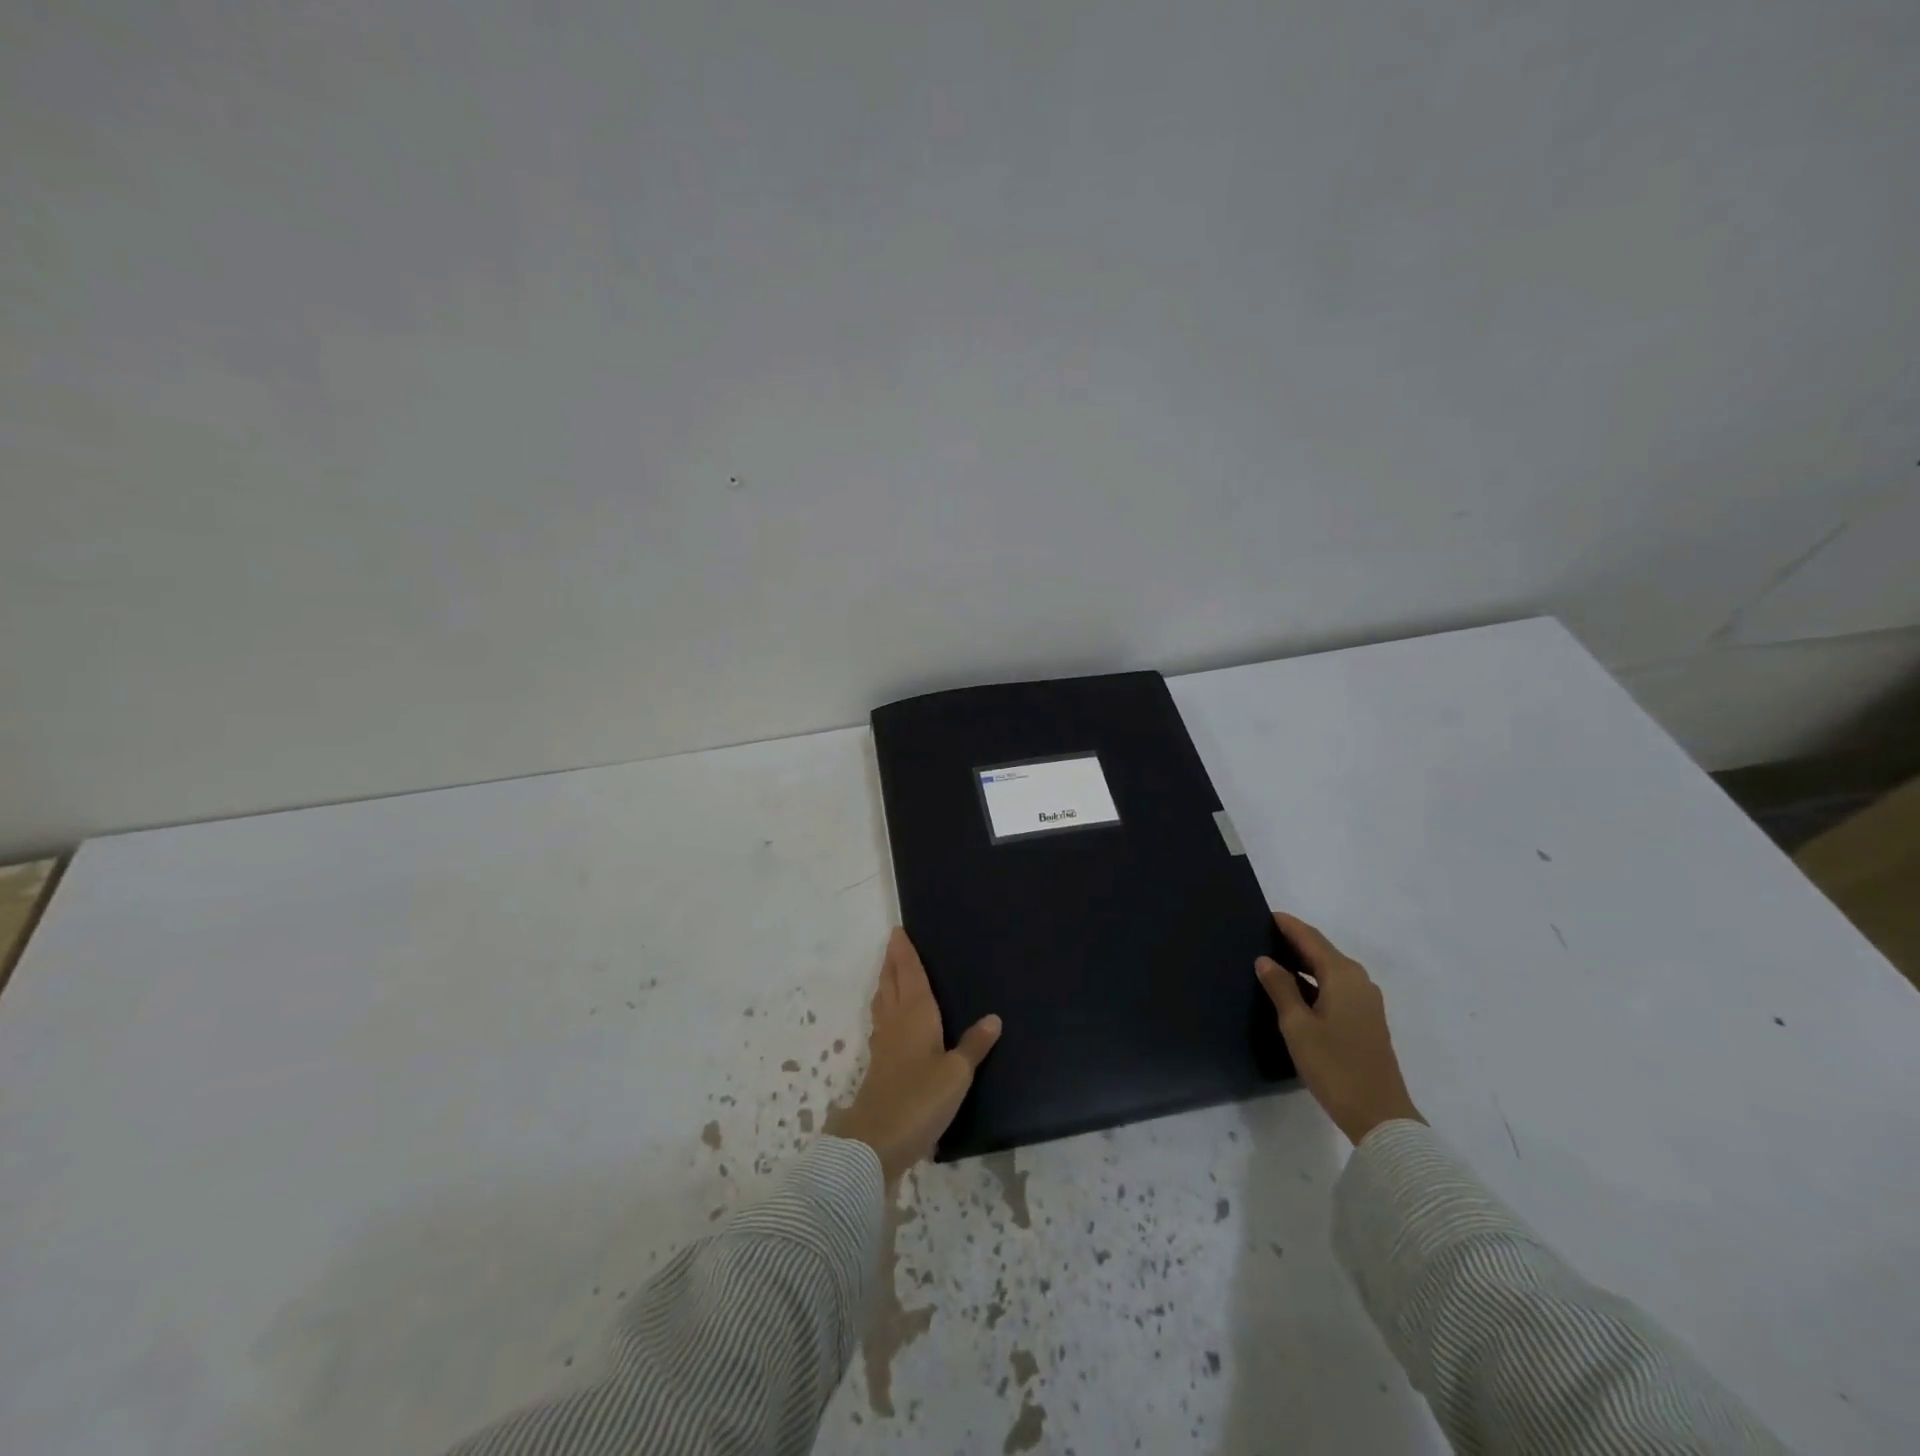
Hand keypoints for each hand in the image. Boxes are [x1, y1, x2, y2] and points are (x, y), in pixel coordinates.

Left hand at [825, 928, 1002, 1186]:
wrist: (877, 1140)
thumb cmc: (920, 1098)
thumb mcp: (956, 1073)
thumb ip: (974, 1045)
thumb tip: (994, 1017)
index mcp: (916, 1014)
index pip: (909, 974)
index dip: (905, 952)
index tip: (898, 931)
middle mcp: (896, 1021)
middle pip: (891, 983)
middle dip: (892, 962)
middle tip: (893, 944)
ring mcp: (884, 1044)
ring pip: (883, 1002)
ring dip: (885, 983)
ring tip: (890, 973)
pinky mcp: (879, 1065)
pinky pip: (882, 1023)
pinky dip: (886, 1009)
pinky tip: (891, 1021)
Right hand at [1256, 912, 1423, 1144]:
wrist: (1379, 1115)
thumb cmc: (1334, 1066)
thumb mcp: (1297, 1026)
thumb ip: (1280, 988)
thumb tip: (1265, 960)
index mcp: (1343, 976)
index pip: (1310, 938)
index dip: (1287, 925)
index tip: (1263, 914)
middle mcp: (1358, 981)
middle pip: (1322, 951)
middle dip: (1293, 941)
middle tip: (1259, 935)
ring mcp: (1365, 1001)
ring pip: (1328, 970)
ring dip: (1302, 962)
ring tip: (1270, 960)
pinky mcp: (1365, 1020)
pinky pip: (1335, 987)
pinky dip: (1313, 981)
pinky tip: (1292, 990)